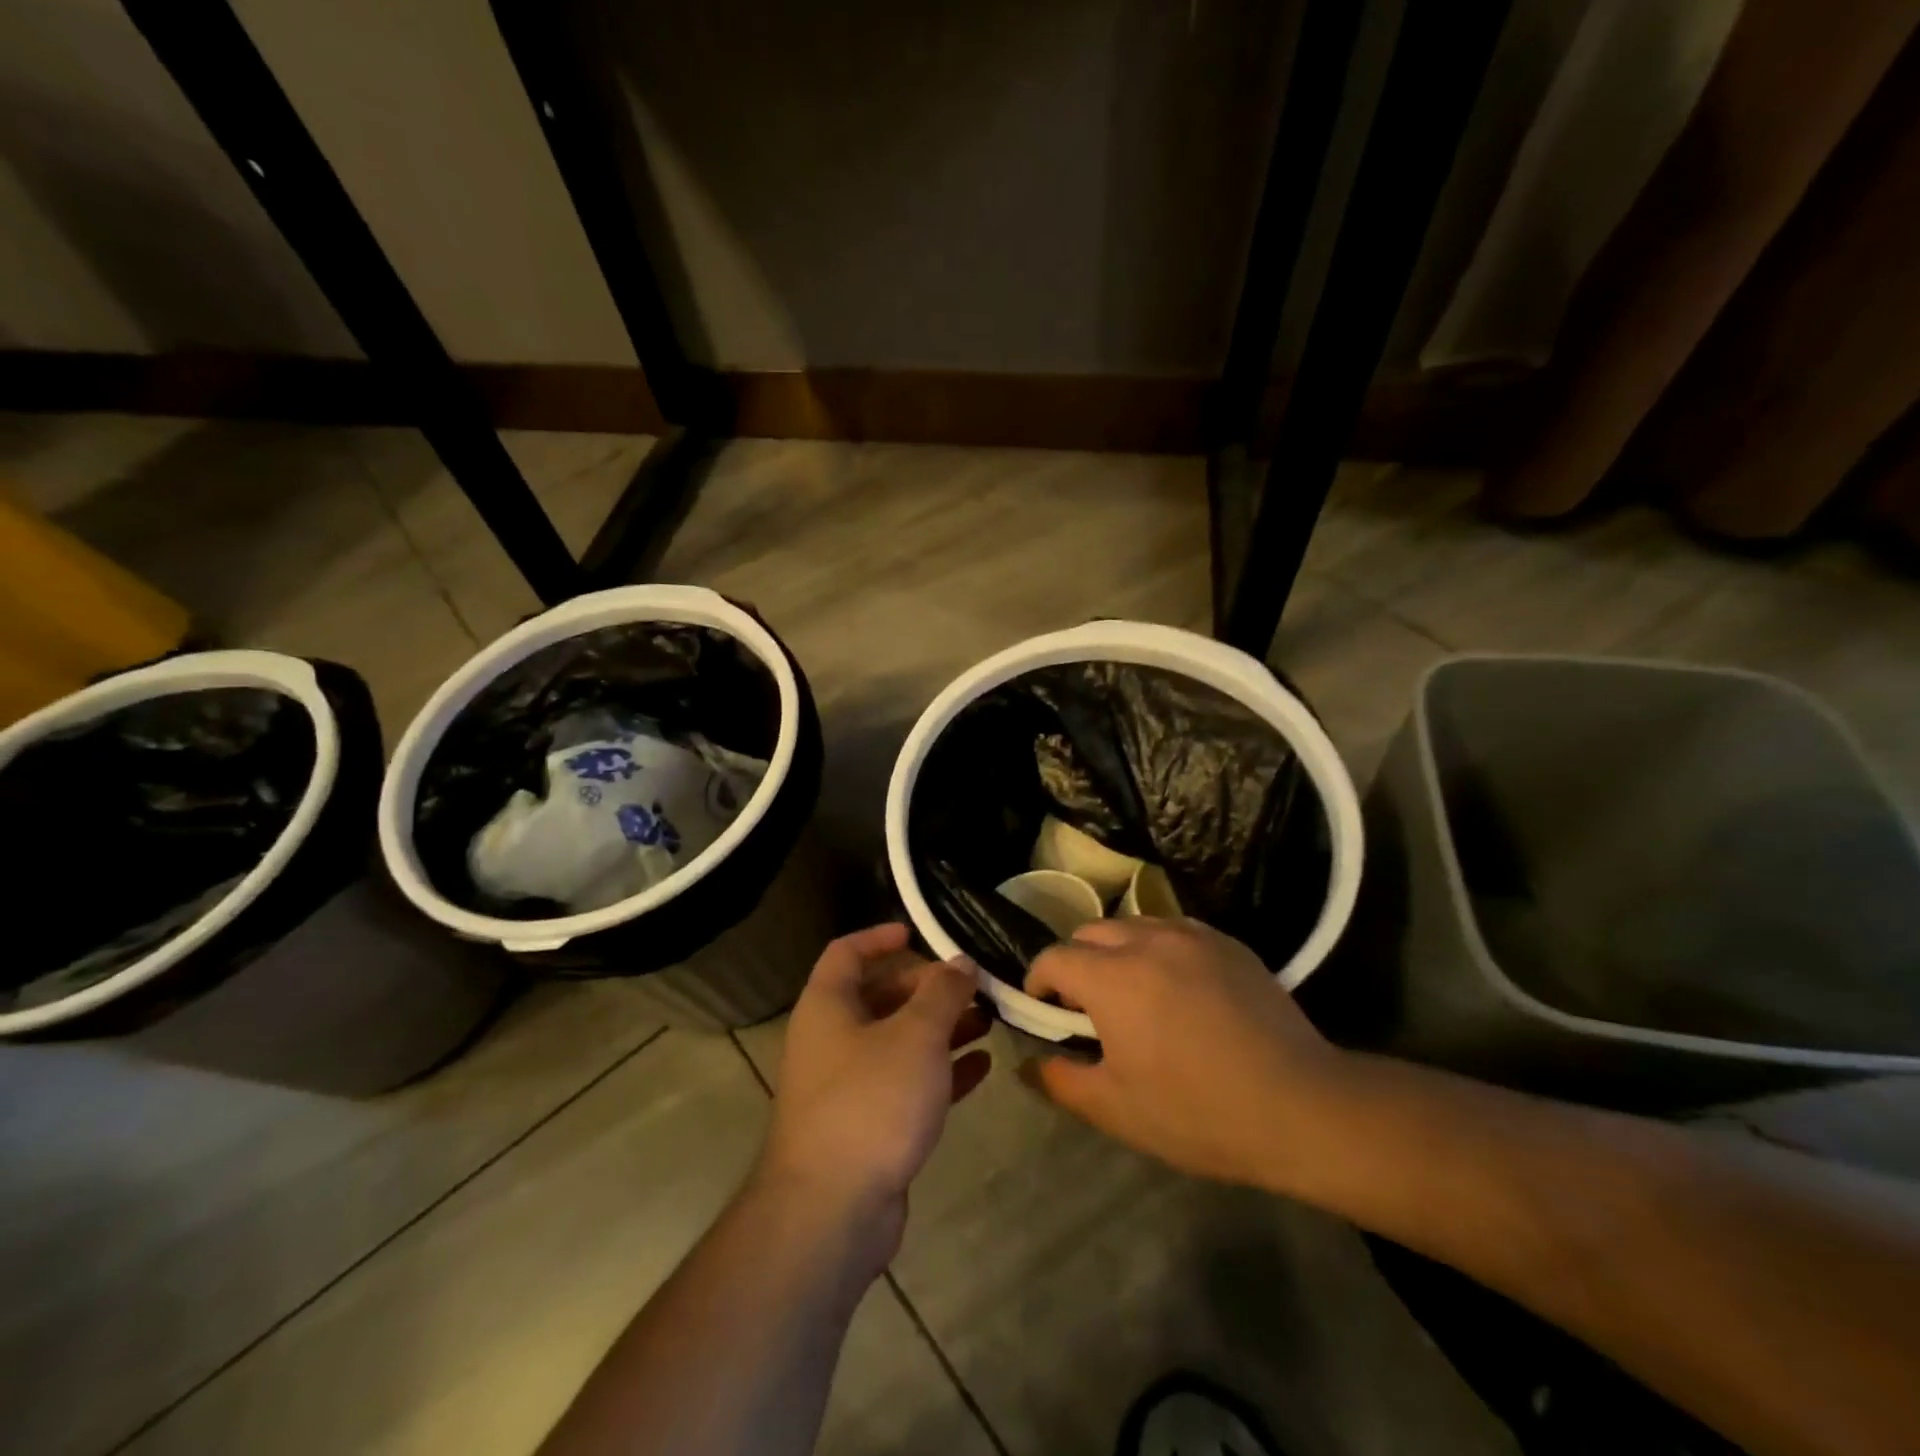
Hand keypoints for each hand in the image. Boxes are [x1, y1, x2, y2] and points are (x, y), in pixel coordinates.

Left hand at [757, 924, 991, 1264]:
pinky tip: (982, 1066)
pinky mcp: (868, 1126)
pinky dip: (942, 1071)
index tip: (919, 932)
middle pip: (881, 997)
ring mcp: (848, 1086)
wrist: (830, 1212)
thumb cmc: (870, 1101)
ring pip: (899, 1042)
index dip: (880, 937)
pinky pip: (909, 1084)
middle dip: (928, 988)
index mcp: (828, 1006)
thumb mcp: (915, 1035)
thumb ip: (942, 993)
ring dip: (942, 1029)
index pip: (847, 953)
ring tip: (989, 1020)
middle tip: (974, 986)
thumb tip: (960, 962)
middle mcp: (832, 1040)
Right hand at [1024, 918, 1356, 1195]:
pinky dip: (1158, 949)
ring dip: (1117, 951)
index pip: (1054, 958)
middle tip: (1088, 1006)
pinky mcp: (1228, 943)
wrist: (1301, 1107)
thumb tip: (1028, 1064)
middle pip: (1090, 932)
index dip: (1039, 982)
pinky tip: (1178, 989)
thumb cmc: (1198, 1113)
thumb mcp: (1116, 1109)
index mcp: (1112, 977)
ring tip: (1133, 993)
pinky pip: (1175, 930)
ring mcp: (1192, 936)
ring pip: (1133, 926)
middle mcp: (1147, 940)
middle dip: (1076, 961)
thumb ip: (1060, 1081)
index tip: (1047, 1012)